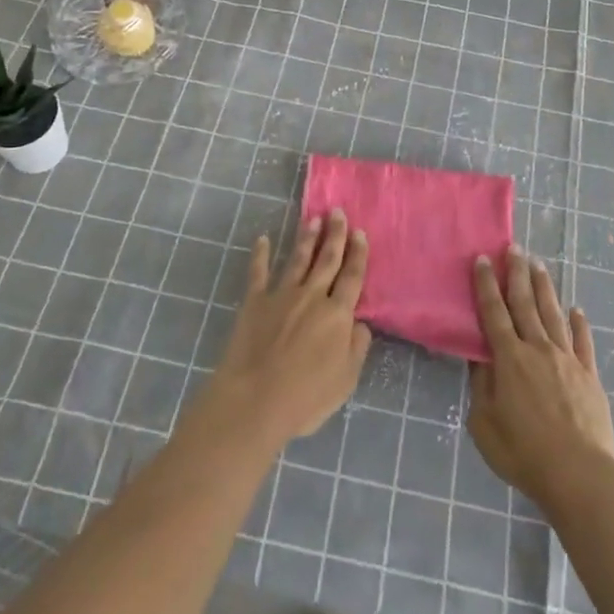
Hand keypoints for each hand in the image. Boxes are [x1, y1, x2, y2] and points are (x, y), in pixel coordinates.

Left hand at [201, 209, 372, 449]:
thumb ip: (357, 347)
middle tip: (338, 212)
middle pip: (327, 259)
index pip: (352, 276)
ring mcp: (281, 295)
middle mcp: (312, 296)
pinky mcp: (254, 302)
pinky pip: (258, 272)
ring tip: (313, 219)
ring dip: (306, 238)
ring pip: (297, 259)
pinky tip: (262, 239)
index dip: (358, 254)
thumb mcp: (346, 379)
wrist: (254, 400)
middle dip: (335, 235)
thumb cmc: (306, 397)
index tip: (360, 233)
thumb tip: (359, 323)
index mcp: (338, 314)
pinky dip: (260, 255)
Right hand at [467, 246, 613, 512]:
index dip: (486, 284)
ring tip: (539, 266)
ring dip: (545, 288)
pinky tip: (577, 310)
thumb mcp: (484, 423)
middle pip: (525, 303)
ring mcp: (567, 359)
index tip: (483, 259)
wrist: (579, 475)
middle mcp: (538, 349)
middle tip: (514, 248)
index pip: (493, 312)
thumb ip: (481, 385)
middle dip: (517, 274)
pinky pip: (583, 342)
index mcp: (509, 358)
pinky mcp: (589, 375)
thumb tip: (478, 356)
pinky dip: (579, 324)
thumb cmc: (523, 453)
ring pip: (553, 314)